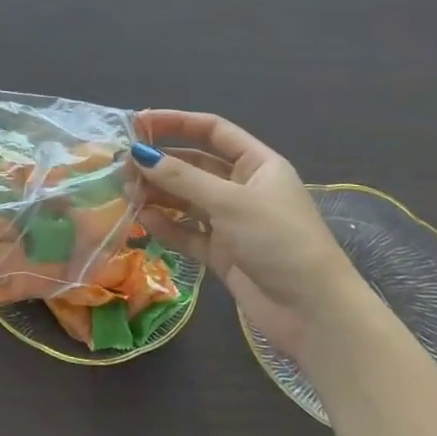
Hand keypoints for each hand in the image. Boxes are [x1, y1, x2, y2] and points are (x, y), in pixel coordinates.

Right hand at [132, 110, 363, 360]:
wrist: (314, 313)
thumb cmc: (279, 240)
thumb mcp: (229, 202)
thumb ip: (181, 178)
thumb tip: (138, 153)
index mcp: (258, 165)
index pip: (213, 131)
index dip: (176, 122)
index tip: (138, 123)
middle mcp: (244, 188)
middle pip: (194, 166)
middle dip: (160, 164)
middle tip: (122, 166)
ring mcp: (232, 222)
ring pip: (187, 200)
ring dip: (158, 195)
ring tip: (126, 193)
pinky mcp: (223, 253)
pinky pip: (187, 232)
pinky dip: (166, 226)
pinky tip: (143, 220)